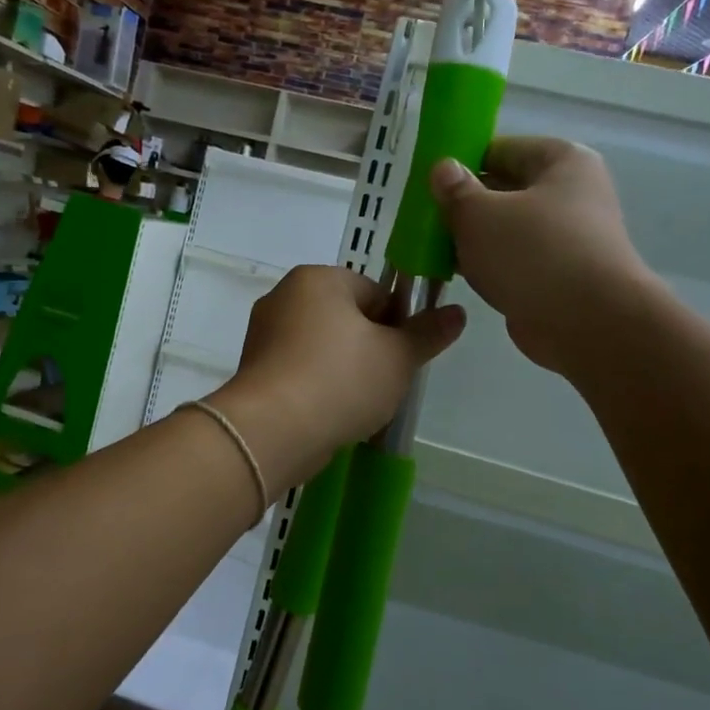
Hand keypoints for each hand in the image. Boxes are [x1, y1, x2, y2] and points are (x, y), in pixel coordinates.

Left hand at [213, 267, 464, 485]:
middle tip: (383, 384)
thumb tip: (457, 313)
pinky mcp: (253, 369)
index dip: (396, 325)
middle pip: (346, 318)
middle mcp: (284, 296)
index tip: (401, 359)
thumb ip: (428, 333)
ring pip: (322, 347)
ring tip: (356, 405)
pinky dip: (316, 387)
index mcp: (318, 278)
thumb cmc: (340, 380)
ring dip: (343, 371)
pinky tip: (328, 413)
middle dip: (369, 349)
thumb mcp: (398, 357)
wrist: (272, 431)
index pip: (375, 292)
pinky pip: (298, 370)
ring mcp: (263, 333)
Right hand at [431, 137, 650, 377]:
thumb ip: (455, 190)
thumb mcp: (480, 214)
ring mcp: (567, 237)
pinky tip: (454, 273)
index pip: (500, 149)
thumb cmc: (534, 253)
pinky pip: (513, 260)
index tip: (428, 183)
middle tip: (423, 217)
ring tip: (431, 246)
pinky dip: (487, 265)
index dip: (461, 162)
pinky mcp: (558, 275)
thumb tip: (443, 169)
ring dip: (472, 238)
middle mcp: (570, 194)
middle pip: (504, 189)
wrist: (587, 324)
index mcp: (561, 161)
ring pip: (506, 228)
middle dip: (464, 204)